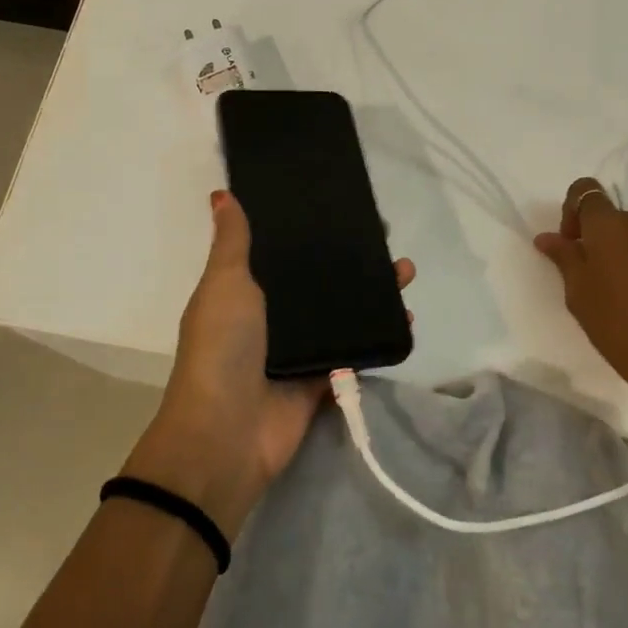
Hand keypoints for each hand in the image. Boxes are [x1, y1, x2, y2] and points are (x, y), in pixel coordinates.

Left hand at [124, 190, 414, 539]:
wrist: (227, 432)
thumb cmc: (223, 347)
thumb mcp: (225, 284)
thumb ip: (232, 242)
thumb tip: (222, 194)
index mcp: (246, 290)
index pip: (284, 251)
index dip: (311, 231)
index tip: (343, 207)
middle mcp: (275, 316)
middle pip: (320, 280)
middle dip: (352, 259)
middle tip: (385, 237)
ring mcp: (301, 349)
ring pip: (344, 312)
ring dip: (374, 293)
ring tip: (405, 271)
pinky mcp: (324, 379)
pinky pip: (357, 351)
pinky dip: (381, 335)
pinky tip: (406, 316)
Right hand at [533, 177, 627, 429]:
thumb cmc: (619, 329)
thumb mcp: (579, 296)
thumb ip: (564, 258)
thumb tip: (547, 236)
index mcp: (610, 226)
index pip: (586, 190)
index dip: (575, 210)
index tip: (574, 243)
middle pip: (622, 218)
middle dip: (611, 239)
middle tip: (606, 277)